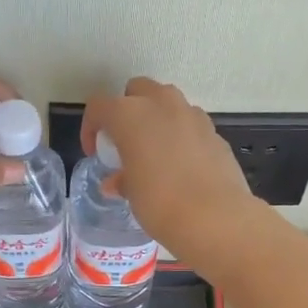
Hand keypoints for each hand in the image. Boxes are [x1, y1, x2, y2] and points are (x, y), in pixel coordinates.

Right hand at [79, 77, 264, 263]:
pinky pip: (190, 124)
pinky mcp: (215, 132)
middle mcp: (162, 104)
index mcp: (130, 114)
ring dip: (157, 118)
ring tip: (155, 151)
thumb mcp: (131, 193)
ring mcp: (193, 115)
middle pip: (137, 90)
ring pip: (168, 103)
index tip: (96, 152)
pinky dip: (181, 135)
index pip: (99, 106)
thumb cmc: (160, 203)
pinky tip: (182, 164)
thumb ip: (122, 179)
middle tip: (125, 141)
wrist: (216, 217)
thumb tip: (117, 182)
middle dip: (128, 109)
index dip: (91, 128)